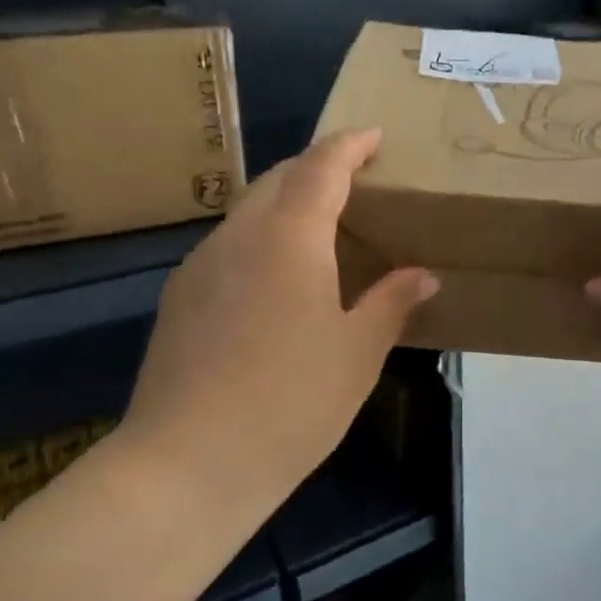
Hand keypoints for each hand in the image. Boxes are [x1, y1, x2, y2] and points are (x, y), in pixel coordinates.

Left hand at [124, 129, 438, 502]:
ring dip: (285, 202)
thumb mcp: (357, 353)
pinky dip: (259, 238)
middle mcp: (239, 234)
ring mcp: (200, 265)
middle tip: (353, 180)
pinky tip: (274, 279)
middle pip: (279, 178)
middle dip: (316, 167)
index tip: (373, 137)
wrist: (186, 464)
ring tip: (318, 228)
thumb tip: (422, 275)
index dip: (349, 145)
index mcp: (290, 235)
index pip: (321, 166)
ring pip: (248, 210)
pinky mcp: (178, 297)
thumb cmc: (290, 402)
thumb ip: (391, 302)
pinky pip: (227, 245)